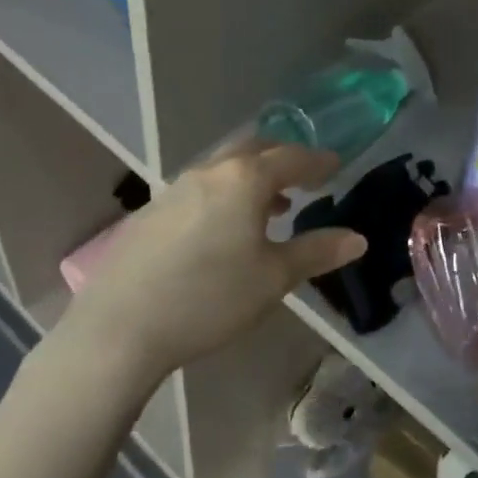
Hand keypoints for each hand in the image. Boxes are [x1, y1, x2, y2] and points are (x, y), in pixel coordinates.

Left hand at [55, 141, 366, 388]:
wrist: (119, 328)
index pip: (292, 158)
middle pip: (255, 149)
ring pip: (224, 167)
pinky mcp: (151, 211)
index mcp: (245, 179)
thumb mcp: (273, 279)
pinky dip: (224, 192)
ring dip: (252, 176)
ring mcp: (175, 188)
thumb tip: (357, 238)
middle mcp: (211, 171)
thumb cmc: (209, 298)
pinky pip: (200, 186)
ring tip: (270, 205)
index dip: (318, 161)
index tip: (336, 164)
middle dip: (283, 158)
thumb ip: (317, 252)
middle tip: (304, 176)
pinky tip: (223, 226)